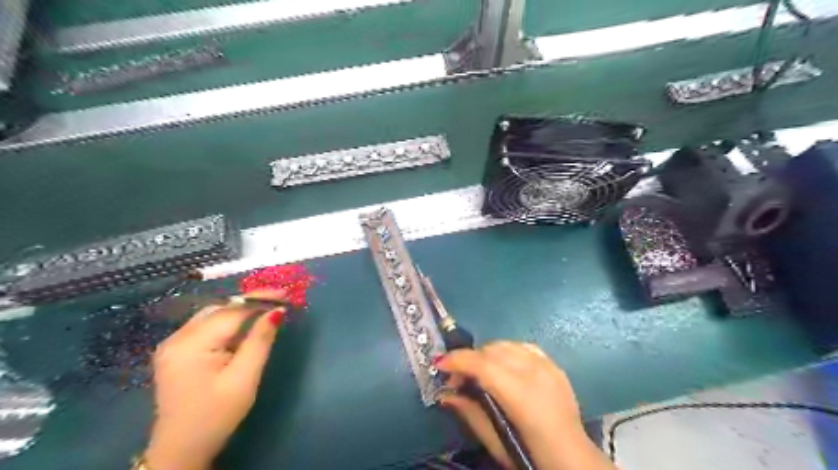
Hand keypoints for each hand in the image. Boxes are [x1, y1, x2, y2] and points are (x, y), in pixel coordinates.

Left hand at [146, 290, 287, 469]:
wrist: (181, 450)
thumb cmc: (216, 416)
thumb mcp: (244, 378)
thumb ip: (260, 341)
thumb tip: (277, 311)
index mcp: (191, 345)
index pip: (232, 311)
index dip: (260, 300)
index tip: (286, 295)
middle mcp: (177, 338)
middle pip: (220, 308)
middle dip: (251, 301)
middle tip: (279, 300)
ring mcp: (173, 344)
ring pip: (213, 314)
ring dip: (240, 310)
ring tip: (267, 309)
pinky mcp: (177, 351)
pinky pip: (206, 326)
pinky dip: (228, 321)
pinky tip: (245, 326)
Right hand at [440, 341, 613, 469]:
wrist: (573, 459)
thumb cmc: (531, 455)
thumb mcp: (496, 441)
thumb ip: (470, 412)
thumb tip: (445, 393)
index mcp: (521, 395)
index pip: (483, 364)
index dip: (458, 360)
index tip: (439, 365)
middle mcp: (535, 373)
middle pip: (493, 350)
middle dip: (470, 359)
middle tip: (459, 379)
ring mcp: (548, 366)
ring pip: (507, 344)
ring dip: (488, 354)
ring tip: (481, 372)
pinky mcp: (555, 365)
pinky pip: (524, 347)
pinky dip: (508, 351)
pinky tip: (504, 365)